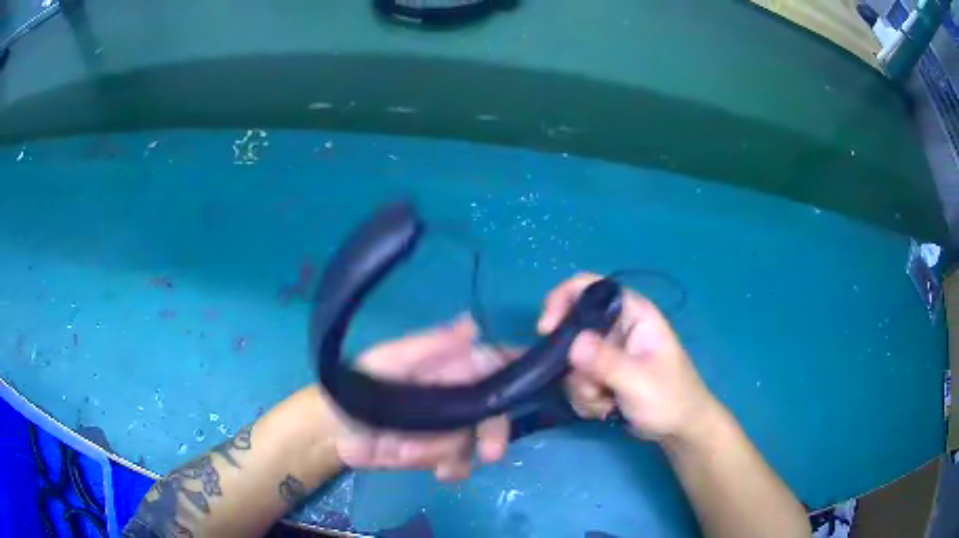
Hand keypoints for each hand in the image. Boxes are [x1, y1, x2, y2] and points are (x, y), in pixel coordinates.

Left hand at [334, 316, 513, 480]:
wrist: (333, 429)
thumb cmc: (358, 385)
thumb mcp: (389, 361)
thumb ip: (430, 347)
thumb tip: (473, 323)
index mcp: (449, 365)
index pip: (494, 363)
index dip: (515, 372)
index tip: (526, 390)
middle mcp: (457, 395)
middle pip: (495, 410)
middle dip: (493, 434)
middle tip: (489, 454)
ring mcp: (449, 427)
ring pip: (476, 442)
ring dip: (452, 454)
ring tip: (415, 456)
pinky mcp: (438, 453)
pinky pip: (459, 464)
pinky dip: (448, 468)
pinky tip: (429, 469)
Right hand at [538, 273, 718, 442]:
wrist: (678, 429)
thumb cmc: (670, 398)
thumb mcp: (639, 381)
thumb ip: (606, 362)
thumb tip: (572, 342)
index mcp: (632, 313)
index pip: (590, 287)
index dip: (563, 298)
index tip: (545, 329)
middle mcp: (616, 327)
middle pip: (572, 330)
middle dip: (575, 365)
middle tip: (591, 387)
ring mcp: (606, 352)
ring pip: (570, 362)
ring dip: (582, 388)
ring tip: (607, 403)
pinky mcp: (600, 373)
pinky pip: (575, 380)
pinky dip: (585, 399)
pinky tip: (606, 410)